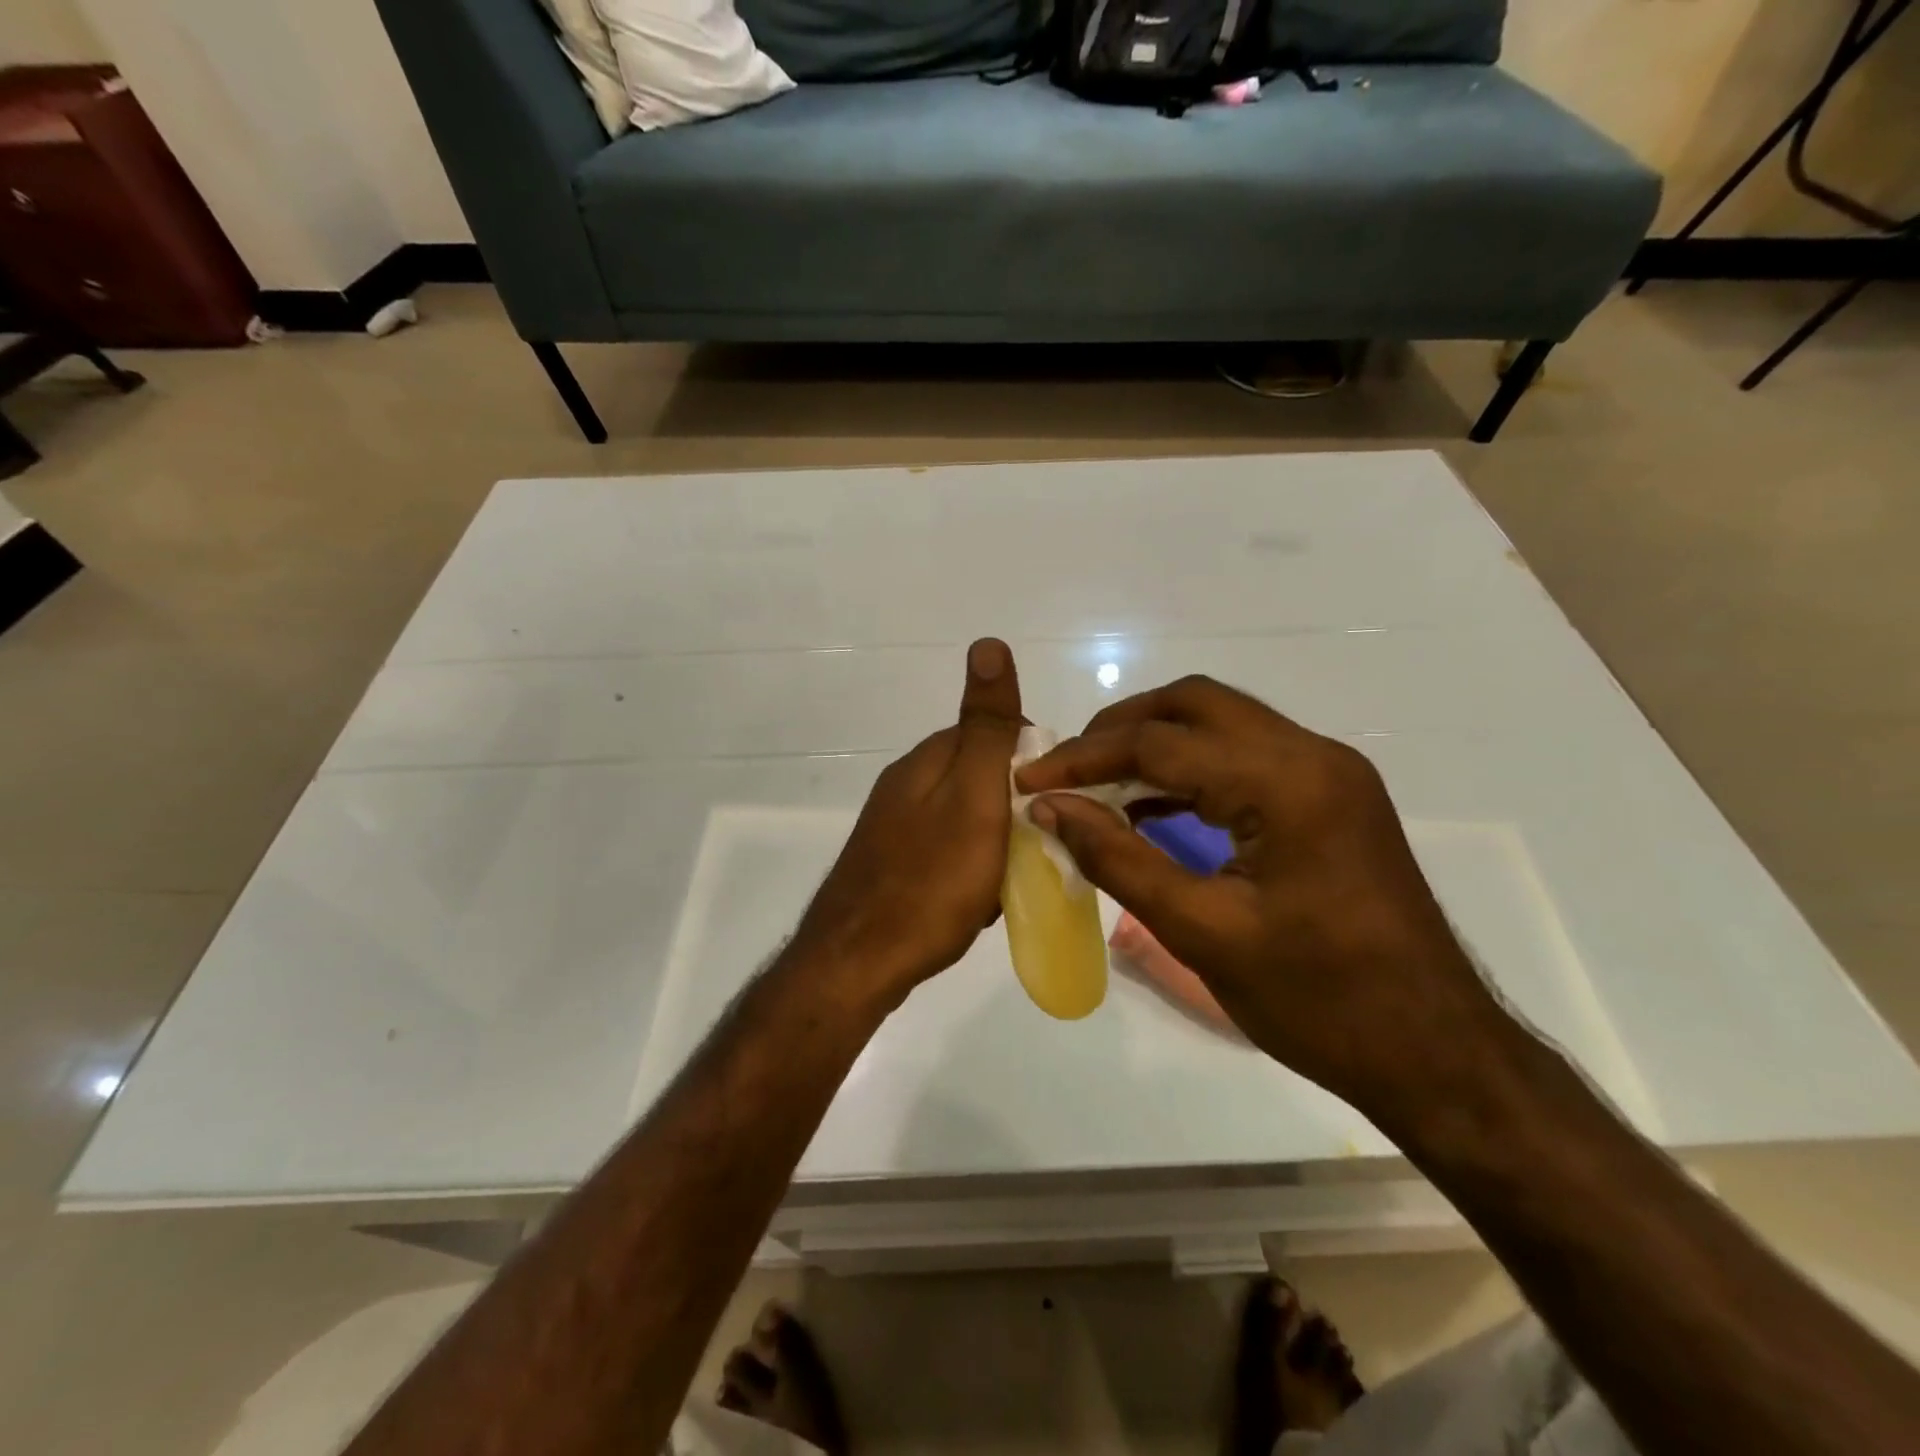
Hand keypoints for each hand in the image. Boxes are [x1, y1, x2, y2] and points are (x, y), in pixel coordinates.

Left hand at [791, 639, 1023, 1009]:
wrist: (858, 963)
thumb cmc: (930, 881)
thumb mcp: (974, 797)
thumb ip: (987, 728)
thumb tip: (988, 643)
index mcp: (927, 761)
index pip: (994, 733)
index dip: (1033, 763)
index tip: (1055, 802)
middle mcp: (906, 784)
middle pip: (980, 776)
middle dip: (1016, 807)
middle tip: (1037, 848)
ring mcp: (894, 826)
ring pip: (966, 817)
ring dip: (997, 842)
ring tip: (1012, 881)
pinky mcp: (891, 864)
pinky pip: (947, 851)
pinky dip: (972, 869)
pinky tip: (980, 901)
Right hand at [1015, 676, 1510, 1118]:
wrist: (1437, 1053)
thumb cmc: (1319, 1002)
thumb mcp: (1204, 933)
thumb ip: (1119, 860)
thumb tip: (1051, 807)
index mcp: (1286, 784)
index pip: (1161, 743)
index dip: (1084, 758)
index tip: (1028, 779)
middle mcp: (1313, 755)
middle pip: (1194, 704)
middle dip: (1120, 729)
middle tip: (1066, 768)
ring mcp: (1329, 772)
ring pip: (1221, 722)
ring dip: (1154, 743)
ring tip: (1096, 783)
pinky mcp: (1331, 796)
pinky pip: (1246, 757)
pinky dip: (1191, 769)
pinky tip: (1150, 805)